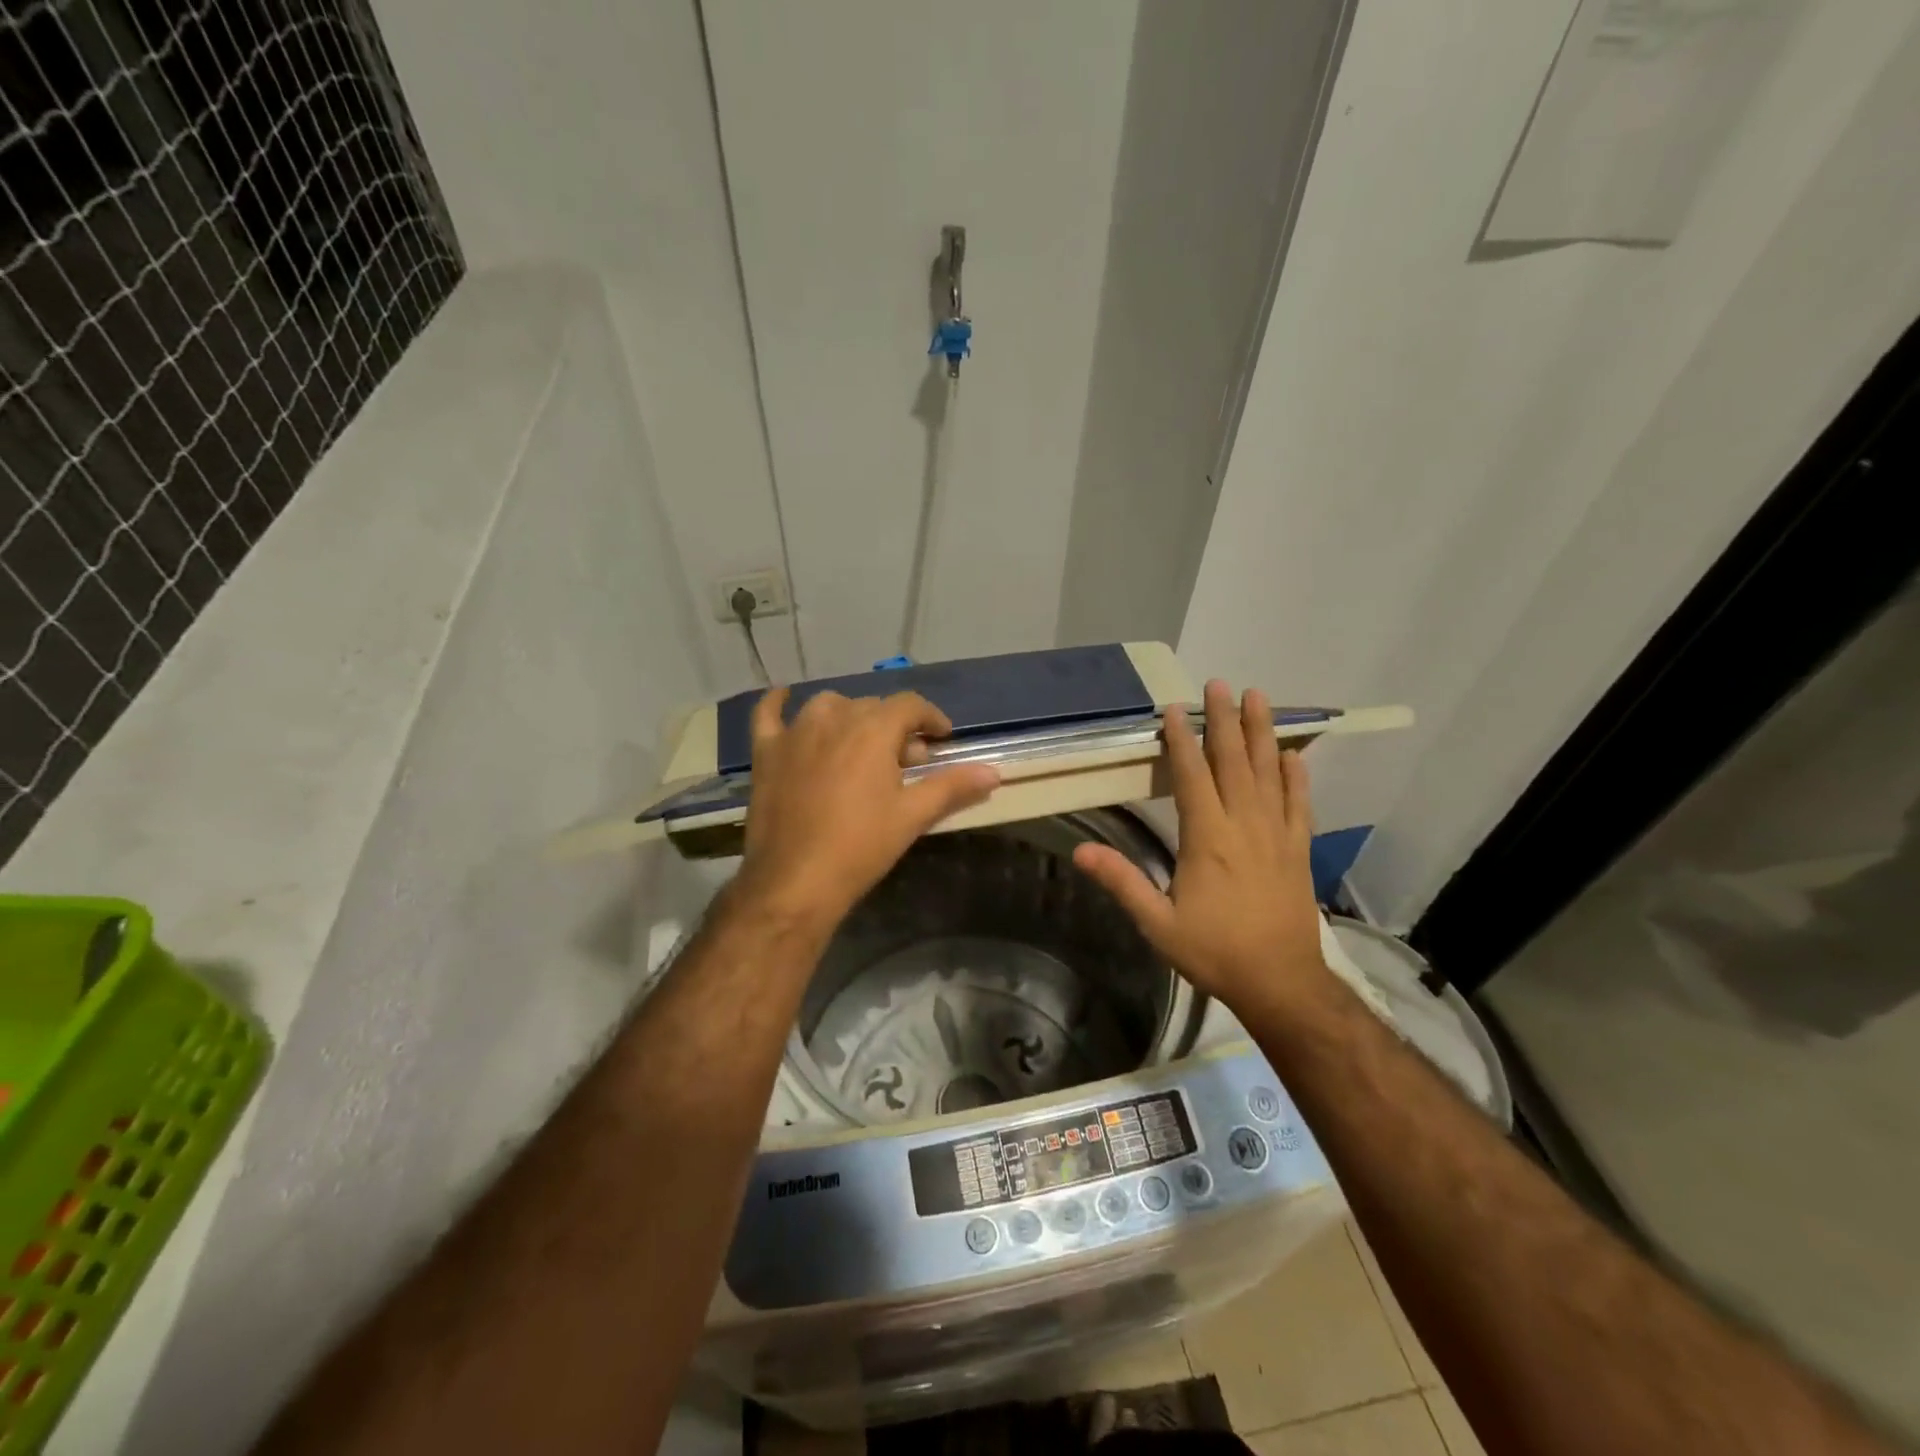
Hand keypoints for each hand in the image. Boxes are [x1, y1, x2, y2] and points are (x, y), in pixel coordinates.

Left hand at [734, 687, 999, 931]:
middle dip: (895, 728)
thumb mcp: (913, 816)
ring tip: (860, 745)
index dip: (931, 718)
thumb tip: (994, 772)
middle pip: (872, 707)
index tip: (942, 739)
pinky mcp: (767, 752)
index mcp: (873, 730)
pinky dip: (778, 702)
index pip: (910, 705)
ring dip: (850, 717)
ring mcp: (795, 733)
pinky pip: (768, 713)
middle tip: (906, 762)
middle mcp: (834, 719)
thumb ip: (952, 787)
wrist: (796, 880)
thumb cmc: (861, 847)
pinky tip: (784, 697)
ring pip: (829, 706)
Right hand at [1073, 680, 1328, 1012]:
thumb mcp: (1158, 924)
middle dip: (1225, 720)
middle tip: (1221, 684)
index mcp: (1207, 839)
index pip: (1191, 777)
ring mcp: (1277, 835)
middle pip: (1233, 762)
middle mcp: (1244, 826)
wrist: (1281, 982)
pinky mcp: (1298, 850)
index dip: (1182, 740)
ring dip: (1261, 733)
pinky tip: (1292, 755)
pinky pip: (1299, 804)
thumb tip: (1081, 852)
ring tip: (1259, 697)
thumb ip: (1122, 883)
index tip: (1175, 709)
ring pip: (1268, 773)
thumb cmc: (1214, 951)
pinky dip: (1296, 776)